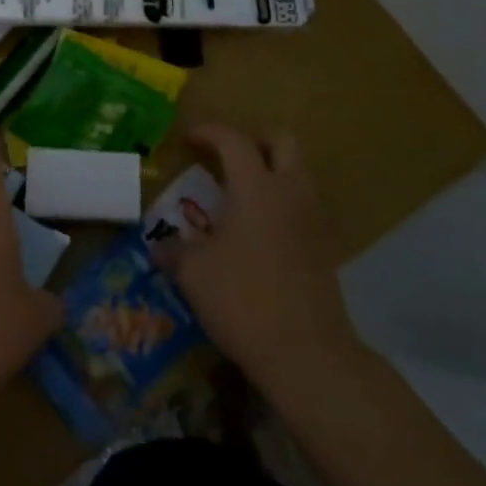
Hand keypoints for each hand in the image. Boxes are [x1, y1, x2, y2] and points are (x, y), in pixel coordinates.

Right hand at [153, 125, 366, 387]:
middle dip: (253, 140)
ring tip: (239, 195)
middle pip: (282, 141)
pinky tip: (258, 231)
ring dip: (270, 171)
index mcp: (256, 187)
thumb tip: (160, 246)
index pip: (233, 140)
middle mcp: (290, 192)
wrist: (307, 353)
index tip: (188, 139)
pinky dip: (281, 203)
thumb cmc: (243, 300)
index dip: (209, 132)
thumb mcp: (194, 273)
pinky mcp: (325, 247)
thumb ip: (175, 250)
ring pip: (297, 172)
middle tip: (226, 157)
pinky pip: (303, 205)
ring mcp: (313, 219)